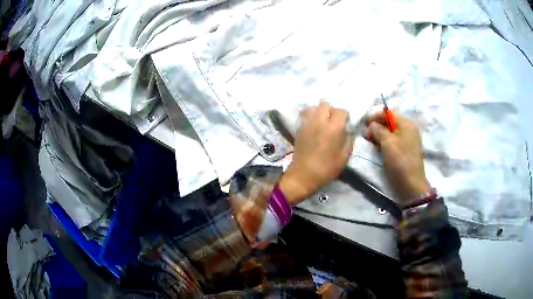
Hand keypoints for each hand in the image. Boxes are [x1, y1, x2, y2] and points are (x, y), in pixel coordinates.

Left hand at [279, 102, 353, 204]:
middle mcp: (320, 120)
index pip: (341, 111)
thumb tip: (347, 130)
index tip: (345, 125)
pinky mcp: (299, 127)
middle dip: (331, 111)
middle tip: (333, 123)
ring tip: (322, 123)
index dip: (345, 117)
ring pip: (314, 107)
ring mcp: (308, 122)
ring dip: (320, 112)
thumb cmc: (327, 167)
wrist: (304, 174)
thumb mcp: (345, 156)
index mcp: (334, 127)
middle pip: (326, 104)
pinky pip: (306, 114)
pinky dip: (311, 116)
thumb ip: (349, 139)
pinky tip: (314, 126)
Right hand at [363, 112, 430, 205]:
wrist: (410, 184)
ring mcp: (408, 141)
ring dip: (379, 134)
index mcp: (406, 124)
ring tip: (369, 141)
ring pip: (390, 132)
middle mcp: (408, 129)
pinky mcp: (405, 151)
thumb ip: (378, 130)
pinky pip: (393, 141)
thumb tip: (371, 125)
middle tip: (365, 134)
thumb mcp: (387, 142)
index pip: (389, 113)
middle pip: (390, 122)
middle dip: (376, 126)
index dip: (375, 116)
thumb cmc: (399, 161)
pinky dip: (384, 142)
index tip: (364, 124)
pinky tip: (377, 147)